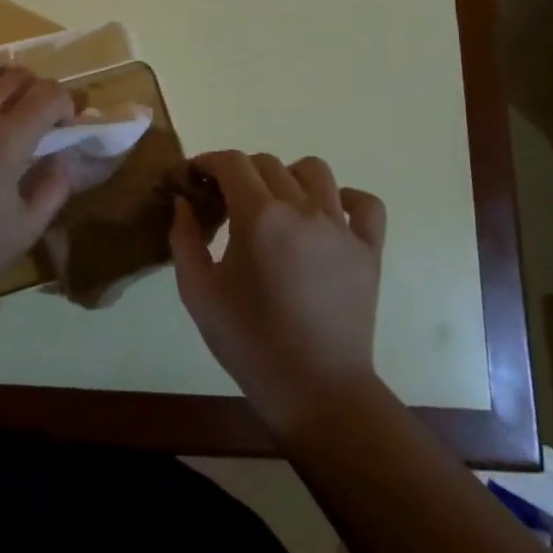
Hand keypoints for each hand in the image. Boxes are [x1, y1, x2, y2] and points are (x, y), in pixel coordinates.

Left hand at [0, 53, 75, 298]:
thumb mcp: (24, 229)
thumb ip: (53, 188)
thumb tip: (64, 157)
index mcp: (10, 137)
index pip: (50, 95)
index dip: (66, 104)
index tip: (64, 126)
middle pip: (19, 75)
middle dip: (38, 90)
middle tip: (38, 118)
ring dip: (3, 73)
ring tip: (4, 97)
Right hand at [170, 150, 387, 435]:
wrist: (317, 391)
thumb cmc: (249, 342)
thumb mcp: (198, 292)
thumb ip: (184, 239)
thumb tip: (183, 203)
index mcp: (258, 217)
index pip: (230, 162)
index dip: (207, 162)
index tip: (194, 178)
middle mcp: (302, 210)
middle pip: (266, 163)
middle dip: (239, 173)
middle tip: (225, 202)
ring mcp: (341, 228)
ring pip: (314, 171)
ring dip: (287, 177)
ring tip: (275, 206)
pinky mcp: (369, 249)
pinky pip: (365, 204)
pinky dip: (344, 199)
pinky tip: (326, 217)